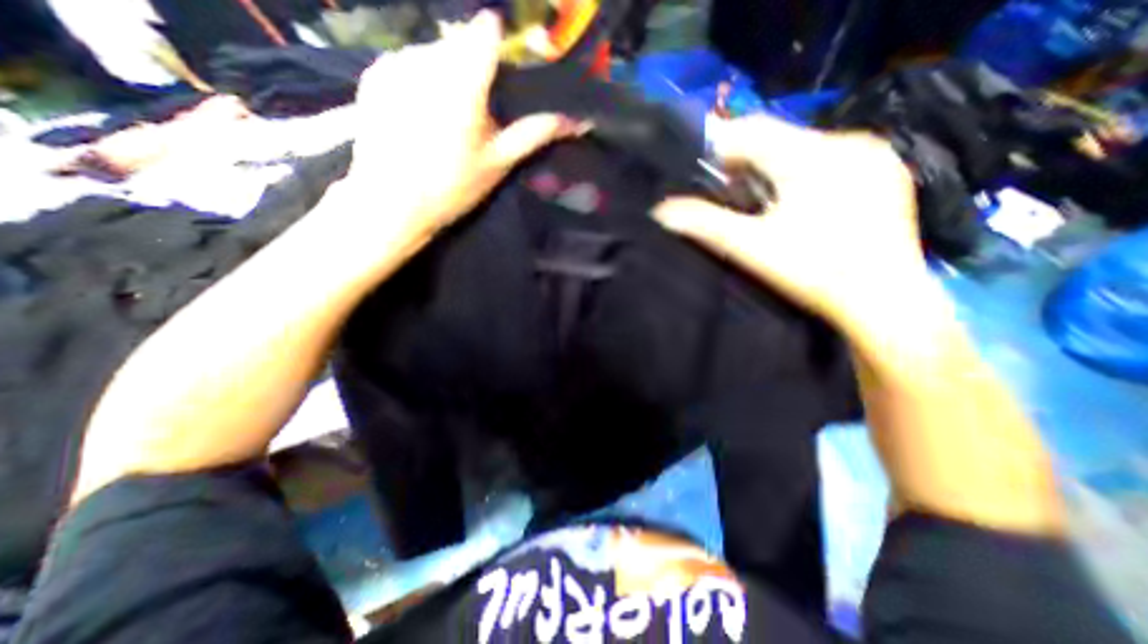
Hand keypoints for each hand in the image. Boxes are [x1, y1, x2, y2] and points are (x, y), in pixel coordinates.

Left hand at [343, 9, 578, 235]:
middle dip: (474, 66)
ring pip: (434, 50)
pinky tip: (419, 113)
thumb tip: (575, 121)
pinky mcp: (375, 73)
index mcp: (464, 79)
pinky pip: (408, 61)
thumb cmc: (453, 186)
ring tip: (446, 118)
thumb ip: (534, 134)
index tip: (506, 73)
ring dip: (447, 72)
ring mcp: (396, 61)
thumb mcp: (499, 163)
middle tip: (477, 112)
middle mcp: (427, 57)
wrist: (392, 203)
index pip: (487, 30)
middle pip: (461, 41)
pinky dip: (421, 78)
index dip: (502, 46)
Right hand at [654, 115, 919, 333]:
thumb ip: (704, 224)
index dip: (720, 147)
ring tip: (762, 202)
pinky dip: (804, 174)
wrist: (885, 302)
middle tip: (729, 194)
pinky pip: (831, 159)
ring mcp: (873, 156)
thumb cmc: (814, 272)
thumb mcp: (751, 247)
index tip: (703, 173)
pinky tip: (800, 205)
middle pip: (778, 139)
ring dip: (774, 169)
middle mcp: (848, 142)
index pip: (752, 131)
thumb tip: (661, 211)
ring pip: (804, 149)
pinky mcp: (886, 173)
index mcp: (813, 156)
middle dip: (747, 162)